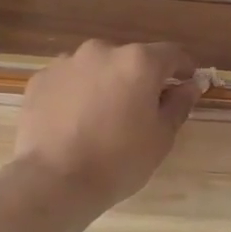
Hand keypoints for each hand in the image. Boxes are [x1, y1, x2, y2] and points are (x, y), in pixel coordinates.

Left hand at [15, 41, 198, 213]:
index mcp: (138, 62)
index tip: (187, 84)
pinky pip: (68, 81)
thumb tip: (191, 85)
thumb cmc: (118, 161)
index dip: (183, 69)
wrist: (54, 180)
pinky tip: (74, 123)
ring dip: (106, 85)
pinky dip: (76, 94)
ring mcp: (66, 63)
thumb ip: (178, 104)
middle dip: (139, 79)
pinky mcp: (40, 79)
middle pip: (130, 60)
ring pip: (97, 69)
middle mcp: (101, 51)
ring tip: (101, 119)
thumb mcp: (161, 138)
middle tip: (140, 112)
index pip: (171, 54)